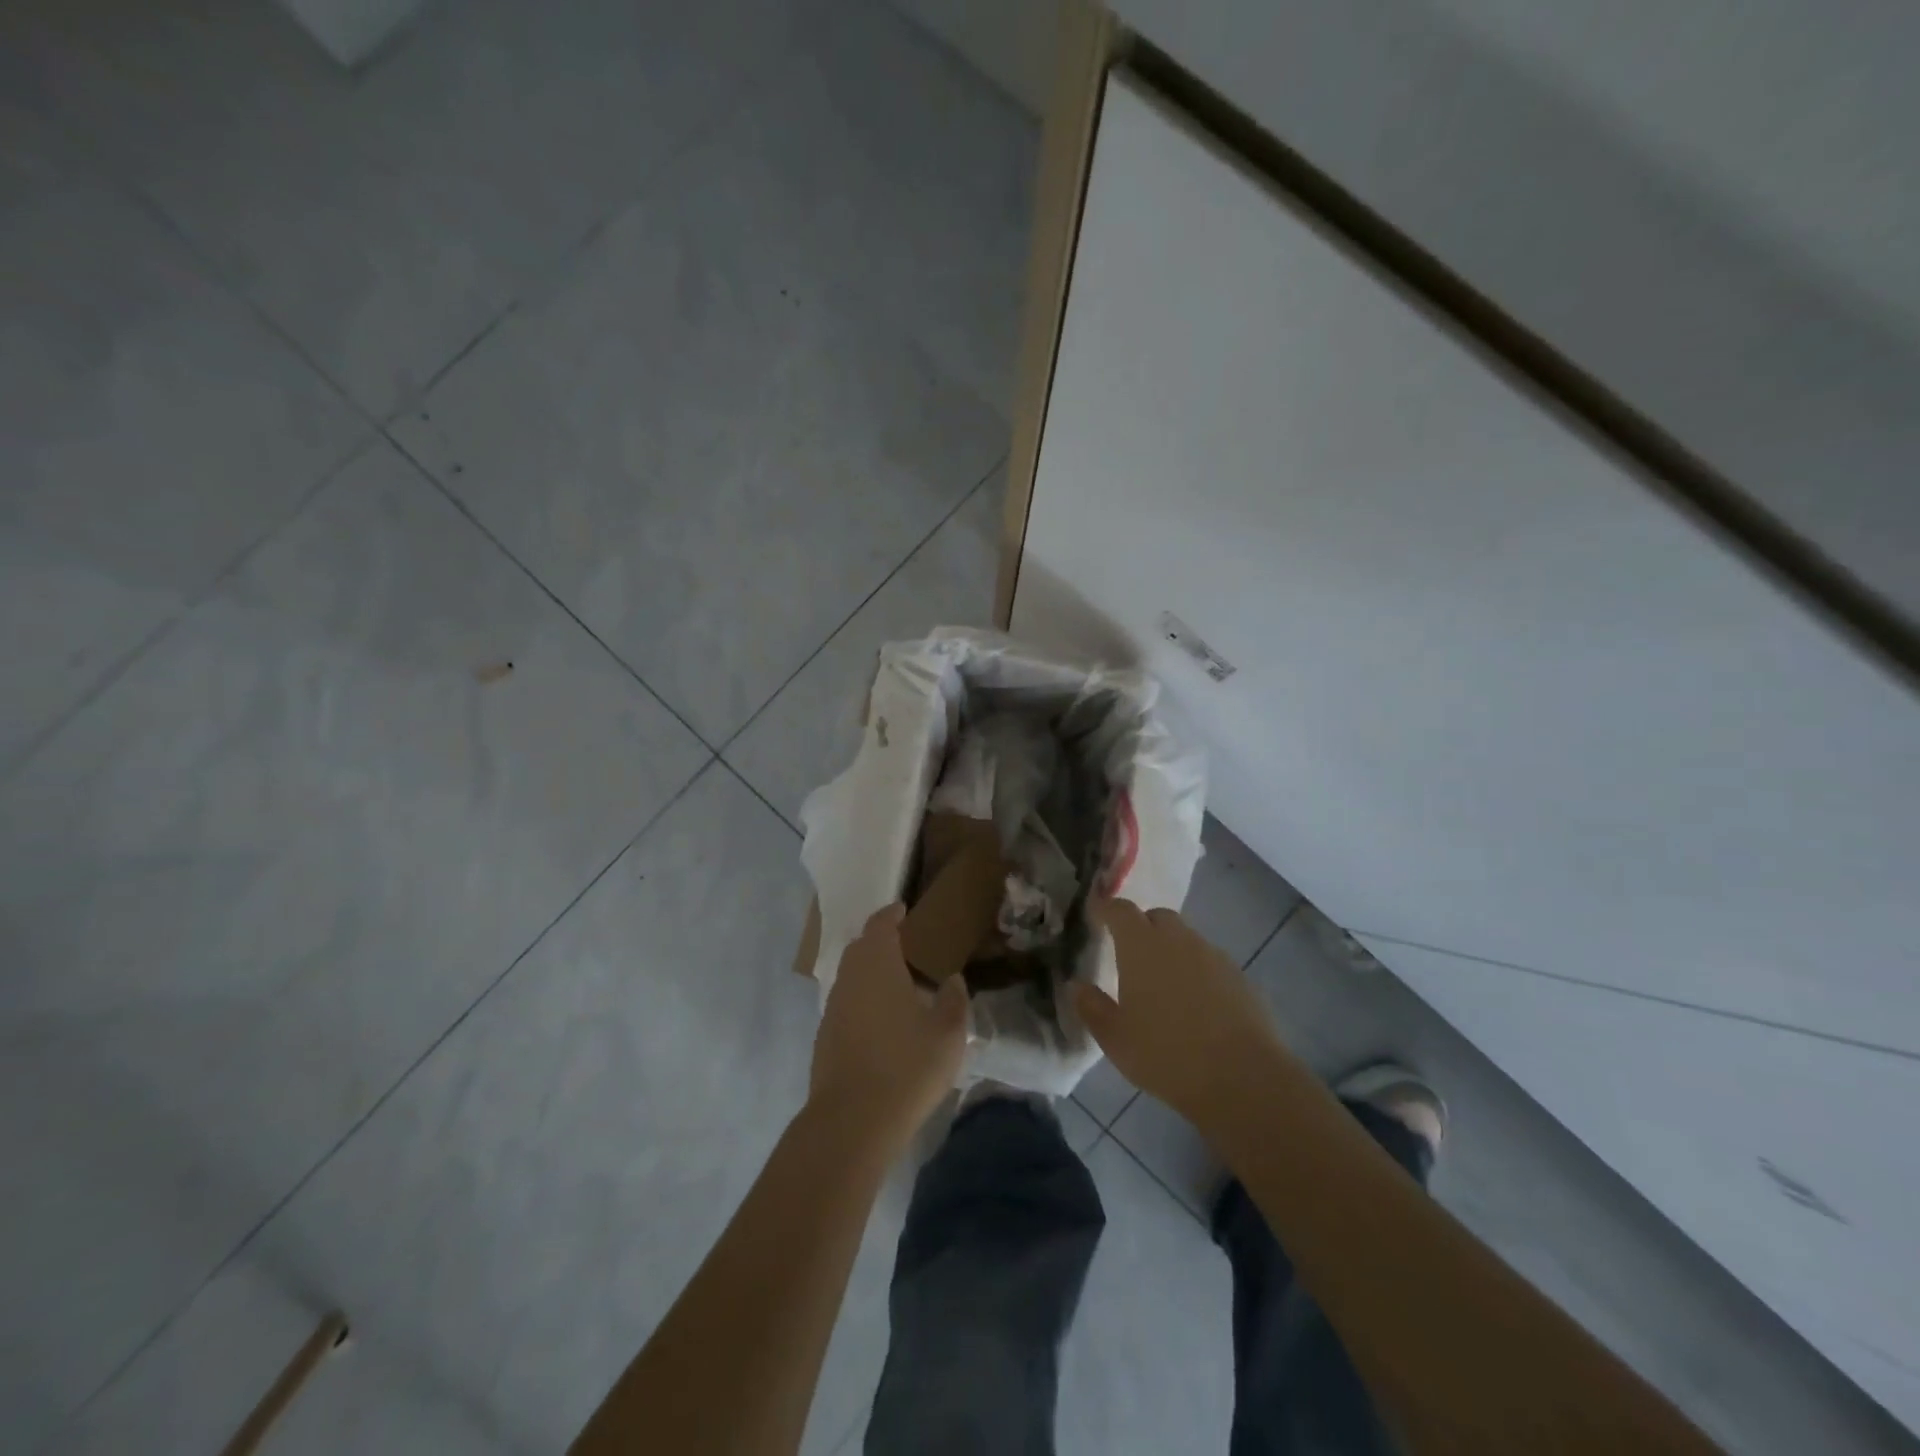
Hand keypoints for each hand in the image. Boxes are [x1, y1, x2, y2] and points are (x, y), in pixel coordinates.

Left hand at [809, 904, 968, 1154]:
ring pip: (852, 976)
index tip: (904, 910)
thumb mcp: (948, 1033)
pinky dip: (864, 1000)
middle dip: (881, 942)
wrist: (852, 1121)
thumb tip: (952, 980)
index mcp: (877, 964)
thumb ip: (953, 1000)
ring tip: (900, 987)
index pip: (880, 925)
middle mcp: (850, 978)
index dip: (892, 914)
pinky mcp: (825, 1037)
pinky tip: (883, 1023)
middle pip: (861, 948)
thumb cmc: (907, 1066)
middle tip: (908, 948)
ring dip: (872, 973)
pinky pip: (847, 1003)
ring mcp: (833, 1008)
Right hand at [1072, 898, 1282, 1130]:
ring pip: (1186, 939)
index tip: (1096, 916)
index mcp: (1141, 946)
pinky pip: (1210, 963)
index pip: (1120, 910)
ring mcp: (1213, 956)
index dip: (1106, 909)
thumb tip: (1077, 986)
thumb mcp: (1115, 1039)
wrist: (1242, 1078)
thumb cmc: (1166, 1054)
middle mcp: (1178, 940)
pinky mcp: (1240, 977)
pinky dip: (1197, 972)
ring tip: (1163, 985)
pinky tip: (1195, 1005)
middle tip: (1130, 954)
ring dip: (1171, 950)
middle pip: (1157, 917)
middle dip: (1141, 927)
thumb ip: (1092, 1007)